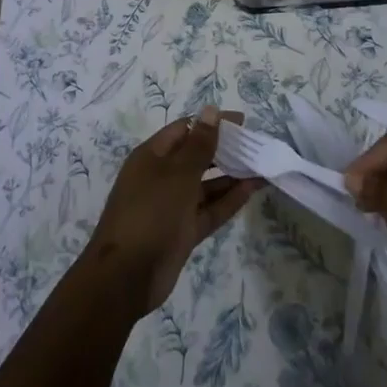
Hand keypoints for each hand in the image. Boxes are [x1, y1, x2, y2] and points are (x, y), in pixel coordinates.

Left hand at [84, 107, 264, 314]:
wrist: (126, 276)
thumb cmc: (150, 212)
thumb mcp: (178, 174)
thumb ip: (199, 144)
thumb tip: (211, 110)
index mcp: (152, 156)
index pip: (185, 129)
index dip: (211, 123)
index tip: (242, 123)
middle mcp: (162, 177)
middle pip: (196, 156)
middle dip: (224, 150)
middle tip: (256, 145)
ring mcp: (172, 206)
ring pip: (206, 185)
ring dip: (231, 176)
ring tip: (261, 166)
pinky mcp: (183, 232)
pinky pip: (209, 210)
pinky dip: (228, 200)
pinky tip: (252, 190)